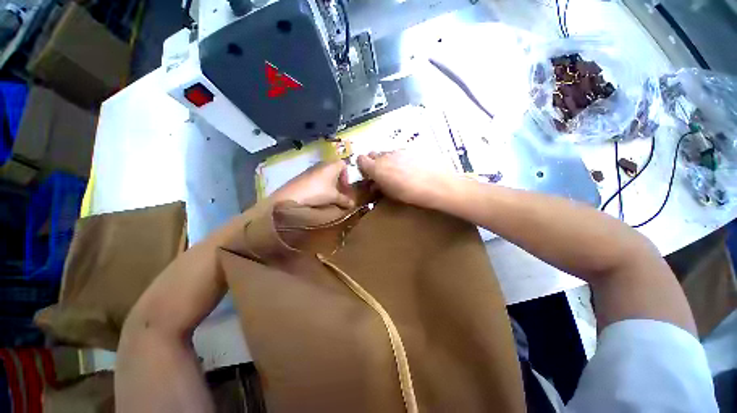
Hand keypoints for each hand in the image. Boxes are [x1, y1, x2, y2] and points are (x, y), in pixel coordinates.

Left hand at [271, 160, 354, 208]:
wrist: (292, 196)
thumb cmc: (318, 192)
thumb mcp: (334, 197)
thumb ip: (345, 200)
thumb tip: (353, 204)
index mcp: (331, 166)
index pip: (343, 164)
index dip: (347, 175)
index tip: (345, 187)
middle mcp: (322, 164)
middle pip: (334, 169)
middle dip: (338, 181)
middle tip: (338, 193)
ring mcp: (311, 169)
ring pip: (324, 174)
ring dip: (328, 184)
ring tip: (328, 196)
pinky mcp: (302, 176)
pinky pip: (315, 178)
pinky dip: (319, 185)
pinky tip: (317, 196)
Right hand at [357, 151, 453, 207]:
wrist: (436, 184)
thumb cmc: (410, 194)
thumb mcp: (391, 194)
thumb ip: (379, 186)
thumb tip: (374, 183)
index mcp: (376, 168)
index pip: (361, 159)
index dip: (362, 166)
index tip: (367, 173)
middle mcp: (385, 156)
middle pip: (373, 154)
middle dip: (374, 162)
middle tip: (381, 173)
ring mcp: (398, 151)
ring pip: (386, 153)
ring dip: (387, 160)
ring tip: (397, 172)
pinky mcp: (410, 149)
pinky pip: (399, 153)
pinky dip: (399, 159)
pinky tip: (409, 168)